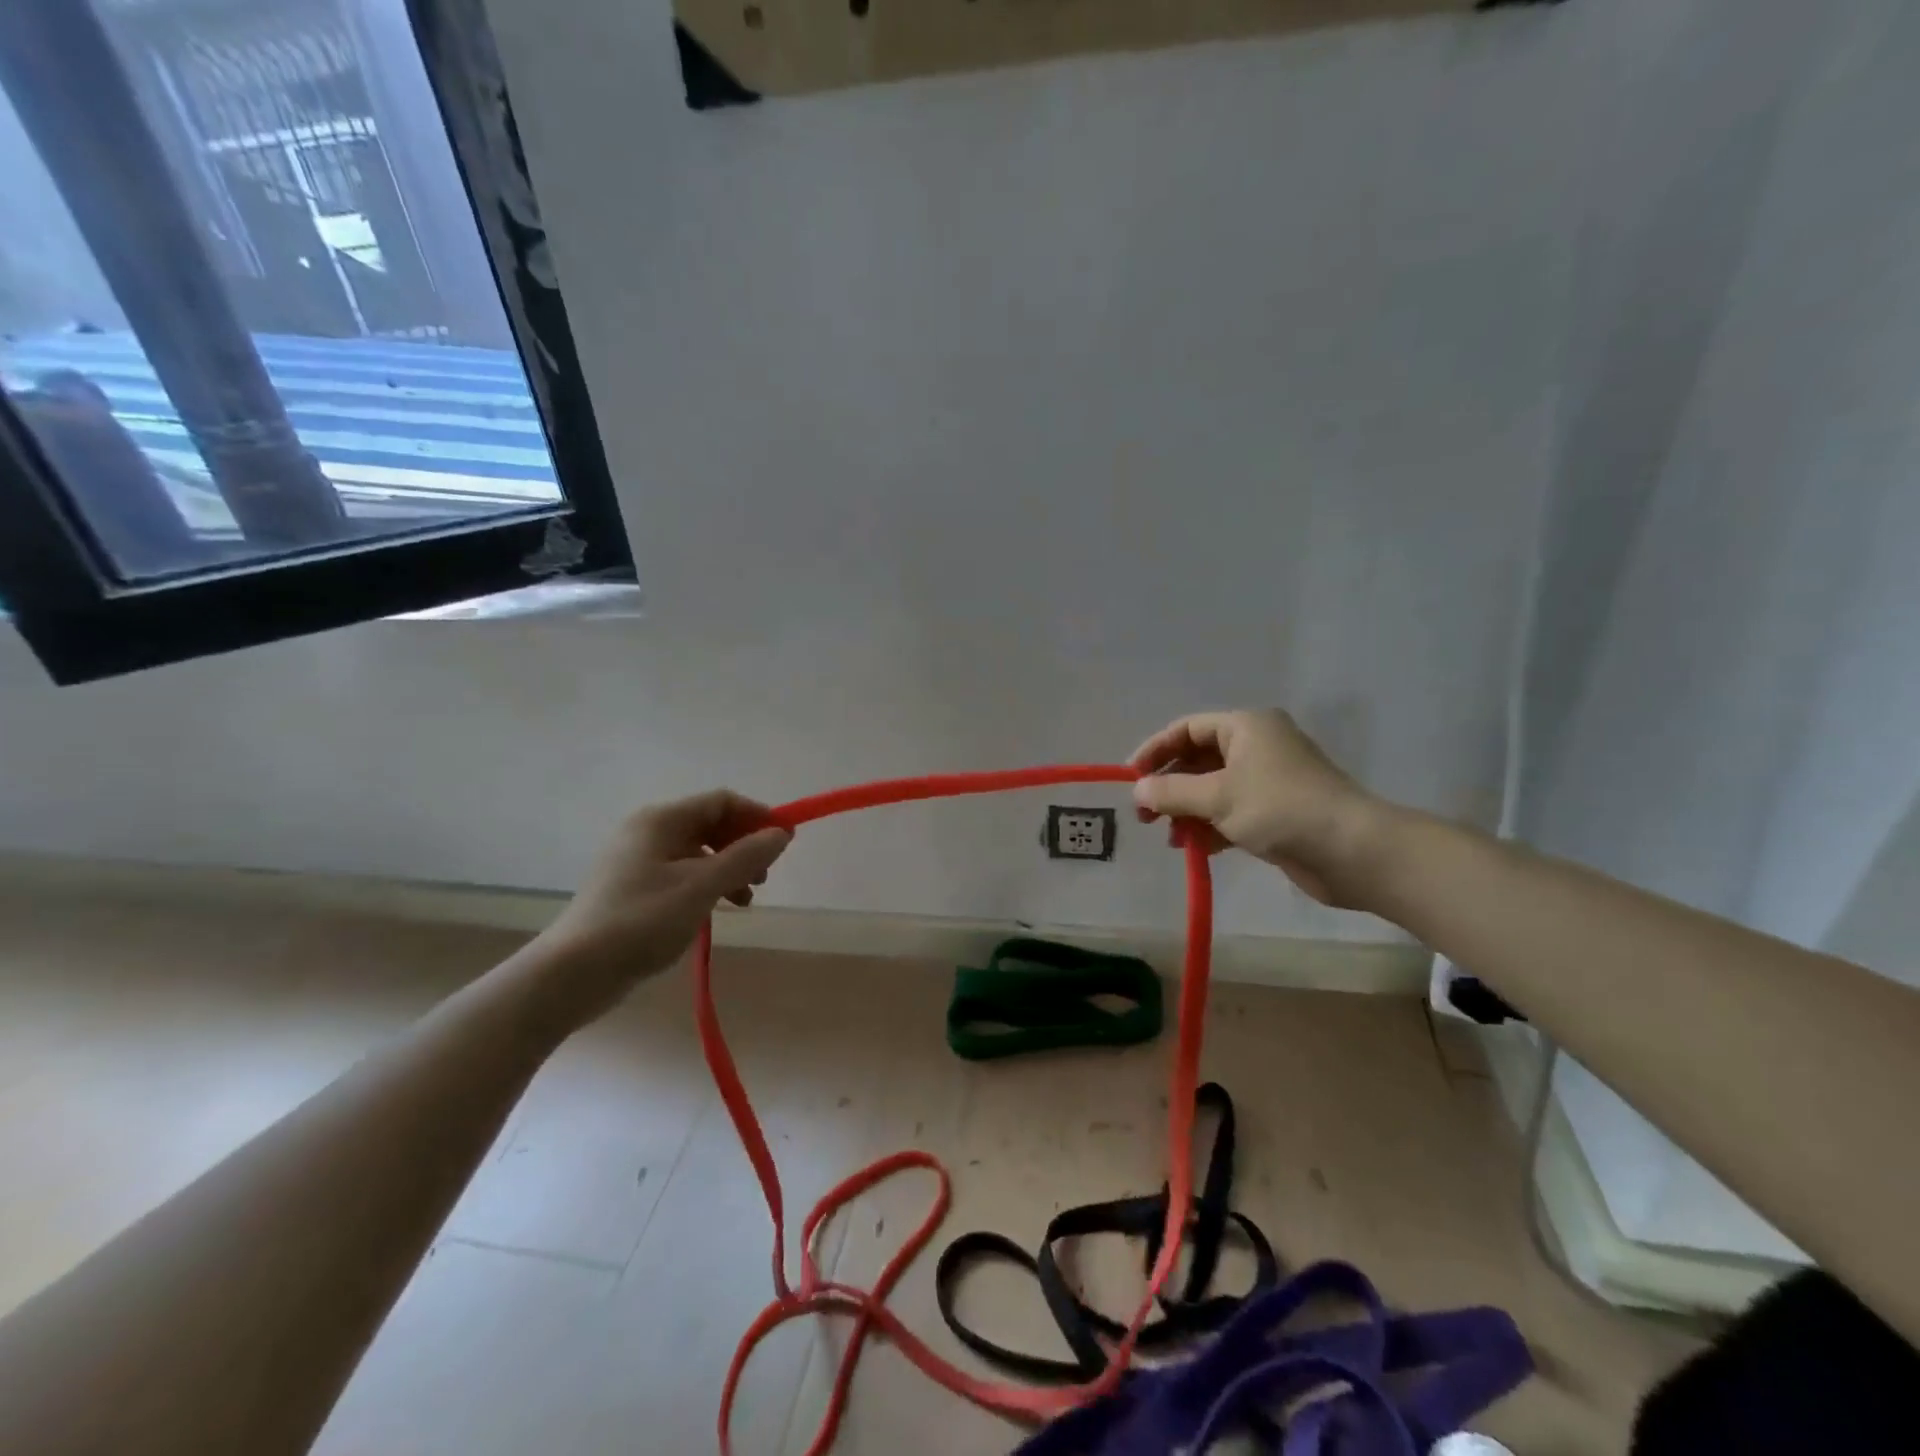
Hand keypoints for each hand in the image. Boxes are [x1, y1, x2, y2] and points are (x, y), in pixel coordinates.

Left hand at [536, 790, 791, 1020]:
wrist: (574, 972)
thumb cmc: (642, 921)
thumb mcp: (702, 887)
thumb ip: (746, 857)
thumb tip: (781, 833)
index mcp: (662, 820)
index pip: (722, 801)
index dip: (758, 816)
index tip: (785, 842)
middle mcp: (648, 830)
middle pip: (711, 824)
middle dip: (744, 845)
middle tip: (765, 876)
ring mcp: (637, 859)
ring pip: (698, 851)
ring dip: (729, 868)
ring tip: (745, 900)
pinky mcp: (632, 886)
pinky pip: (681, 872)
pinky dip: (706, 884)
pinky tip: (716, 910)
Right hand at [1130, 710, 1385, 908]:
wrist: (1353, 851)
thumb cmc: (1280, 808)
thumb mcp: (1217, 796)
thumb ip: (1172, 792)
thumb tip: (1138, 790)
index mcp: (1246, 727)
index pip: (1187, 729)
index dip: (1155, 750)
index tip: (1131, 778)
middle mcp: (1257, 747)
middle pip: (1198, 760)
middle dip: (1169, 787)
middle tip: (1144, 815)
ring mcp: (1268, 781)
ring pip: (1213, 790)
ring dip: (1187, 812)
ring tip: (1170, 838)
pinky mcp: (1276, 814)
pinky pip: (1231, 813)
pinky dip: (1210, 827)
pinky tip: (1195, 849)